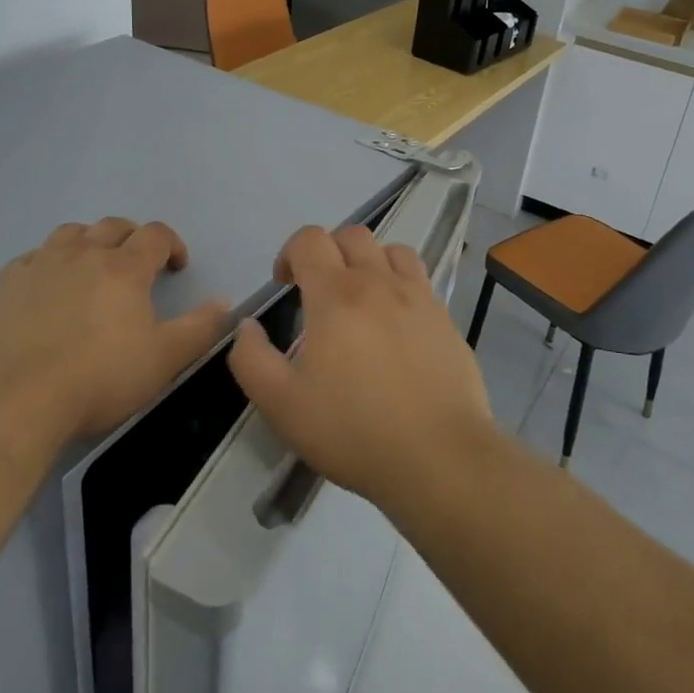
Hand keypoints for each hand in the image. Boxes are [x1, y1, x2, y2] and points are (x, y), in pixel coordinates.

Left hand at [0, 218, 229, 441]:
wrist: (15, 403)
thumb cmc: (99, 380)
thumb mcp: (164, 360)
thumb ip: (200, 328)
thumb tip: (224, 302)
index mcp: (124, 268)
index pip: (155, 235)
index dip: (172, 245)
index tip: (177, 267)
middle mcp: (82, 254)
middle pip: (113, 226)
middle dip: (133, 238)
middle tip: (139, 264)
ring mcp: (40, 267)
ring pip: (70, 233)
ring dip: (89, 241)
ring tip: (93, 266)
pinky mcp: (5, 287)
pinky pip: (31, 258)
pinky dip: (47, 262)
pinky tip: (47, 286)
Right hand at [228, 224, 498, 510]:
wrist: (438, 457)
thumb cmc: (353, 430)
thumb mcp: (281, 404)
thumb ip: (251, 359)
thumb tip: (247, 326)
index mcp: (336, 295)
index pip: (310, 239)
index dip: (289, 253)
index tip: (284, 285)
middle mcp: (379, 282)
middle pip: (352, 235)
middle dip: (328, 251)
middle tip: (319, 291)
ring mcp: (419, 298)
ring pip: (392, 250)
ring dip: (370, 261)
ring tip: (361, 298)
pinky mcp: (446, 320)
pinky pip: (421, 281)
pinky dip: (401, 286)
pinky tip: (396, 325)